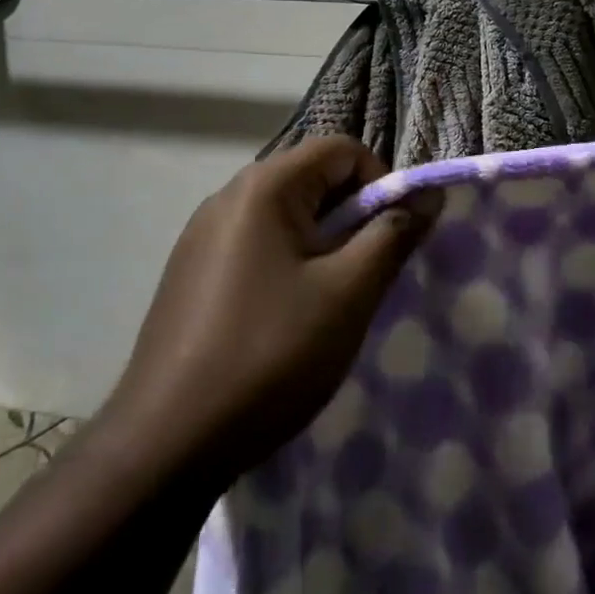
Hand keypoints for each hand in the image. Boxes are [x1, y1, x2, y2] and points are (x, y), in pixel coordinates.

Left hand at [99, 136, 440, 482]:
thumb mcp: (349, 293)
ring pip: (286, 214)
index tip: (392, 238)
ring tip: (331, 298)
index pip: (341, 149)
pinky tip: (286, 316)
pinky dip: (288, 261)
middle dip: (352, 215)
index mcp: (264, 187)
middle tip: (366, 272)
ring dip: (322, 241)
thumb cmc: (270, 354)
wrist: (165, 444)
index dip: (380, 182)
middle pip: (312, 177)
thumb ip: (394, 234)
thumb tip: (429, 195)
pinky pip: (256, 243)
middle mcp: (228, 196)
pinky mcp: (190, 271)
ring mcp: (202, 234)